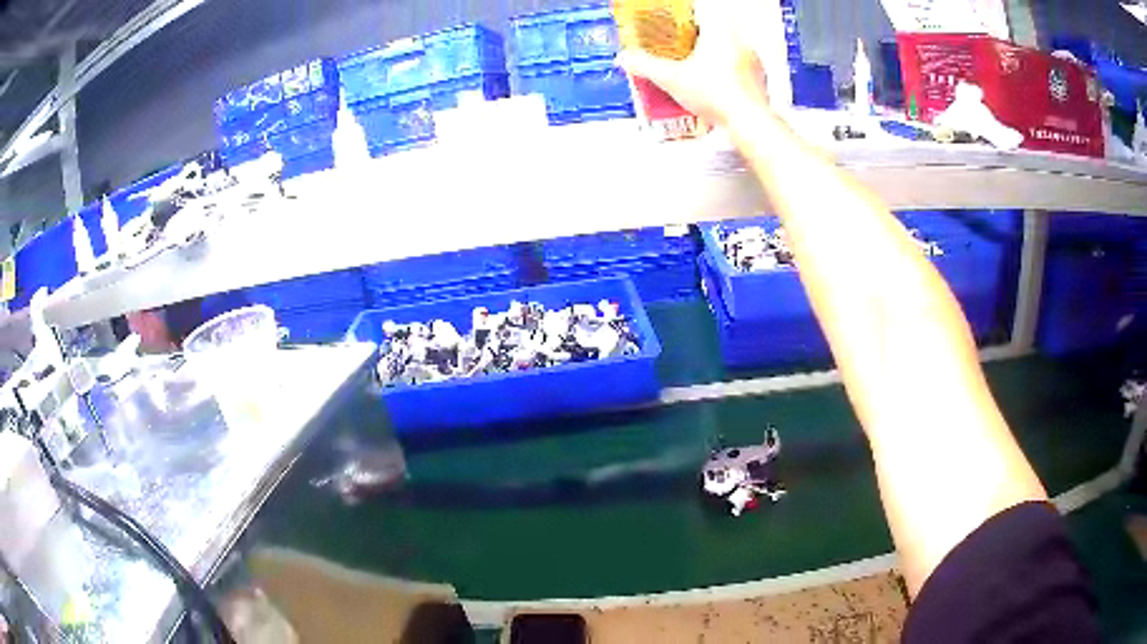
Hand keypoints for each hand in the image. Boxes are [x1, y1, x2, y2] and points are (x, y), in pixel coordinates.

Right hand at [617, 0, 771, 126]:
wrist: (748, 121)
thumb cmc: (717, 95)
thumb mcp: (671, 78)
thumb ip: (645, 65)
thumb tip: (627, 59)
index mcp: (721, 32)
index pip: (703, 12)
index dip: (688, 16)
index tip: (678, 21)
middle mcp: (741, 42)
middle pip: (718, 29)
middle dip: (700, 36)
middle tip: (684, 43)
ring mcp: (753, 61)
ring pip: (732, 48)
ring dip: (715, 54)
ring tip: (698, 65)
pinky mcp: (760, 79)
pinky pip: (742, 68)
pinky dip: (728, 72)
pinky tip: (716, 84)